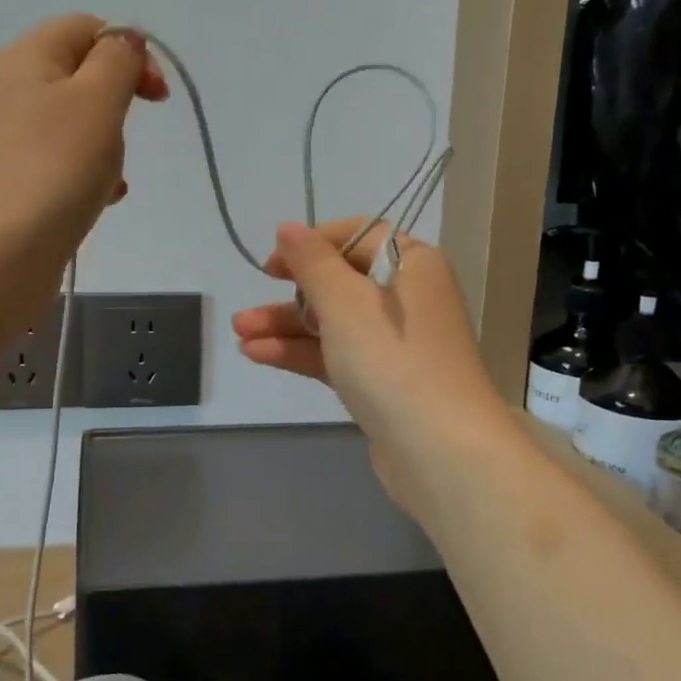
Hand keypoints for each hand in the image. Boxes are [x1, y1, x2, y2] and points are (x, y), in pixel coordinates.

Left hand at [0, 15, 166, 320]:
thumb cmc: (53, 168)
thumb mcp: (97, 100)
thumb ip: (118, 60)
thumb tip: (124, 42)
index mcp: (26, 57)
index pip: (87, 28)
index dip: (130, 52)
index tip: (156, 99)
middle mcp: (5, 90)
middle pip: (78, 78)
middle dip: (115, 106)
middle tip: (122, 141)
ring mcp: (0, 139)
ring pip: (69, 126)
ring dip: (102, 146)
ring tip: (110, 179)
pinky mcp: (3, 183)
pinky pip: (54, 164)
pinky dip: (82, 175)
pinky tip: (97, 202)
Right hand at [231, 219, 512, 515]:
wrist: (441, 452)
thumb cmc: (392, 359)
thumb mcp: (344, 301)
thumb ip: (312, 262)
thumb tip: (288, 228)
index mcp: (413, 265)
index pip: (357, 237)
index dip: (311, 245)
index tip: (272, 265)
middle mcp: (409, 299)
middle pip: (341, 284)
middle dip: (290, 296)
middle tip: (248, 308)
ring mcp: (397, 344)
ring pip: (334, 324)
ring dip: (287, 327)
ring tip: (240, 334)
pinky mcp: (384, 383)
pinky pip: (338, 355)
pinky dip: (302, 353)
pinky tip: (258, 355)